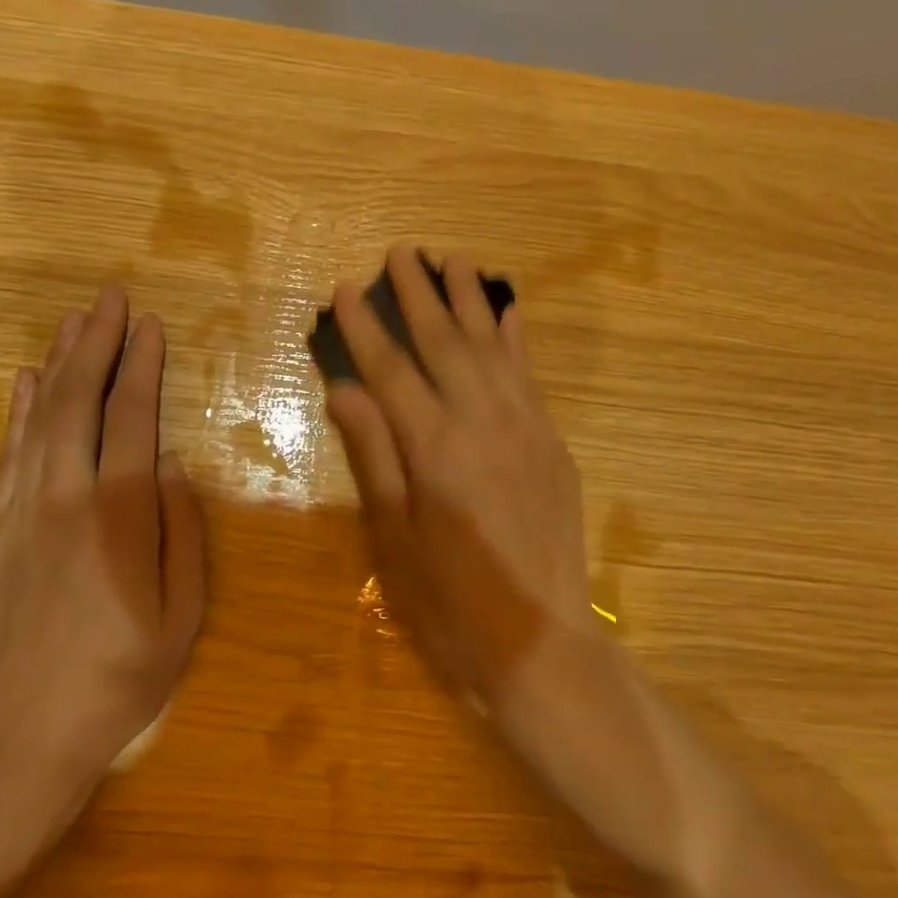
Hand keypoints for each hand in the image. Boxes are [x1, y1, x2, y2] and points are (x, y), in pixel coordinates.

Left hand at [0, 287, 205, 879]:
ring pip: (38, 421)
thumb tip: (173, 468)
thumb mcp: (184, 614)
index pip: (130, 421)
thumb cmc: (122, 678)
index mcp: (119, 519)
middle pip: (78, 404)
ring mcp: (16, 515)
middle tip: (109, 298)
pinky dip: (18, 413)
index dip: (140, 368)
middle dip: (96, 345)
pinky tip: (27, 383)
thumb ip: (182, 533)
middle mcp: (63, 501)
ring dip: (58, 365)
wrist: (25, 739)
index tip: (149, 326)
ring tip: (73, 322)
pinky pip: (5, 458)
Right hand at [326, 247, 681, 873]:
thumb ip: (374, 455)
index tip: (347, 288)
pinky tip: (506, 311)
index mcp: (435, 449)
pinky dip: (515, 338)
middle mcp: (483, 424)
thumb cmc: (451, 604)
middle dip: (418, 294)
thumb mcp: (395, 538)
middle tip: (400, 252)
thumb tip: (345, 389)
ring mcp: (526, 429)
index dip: (366, 327)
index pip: (391, 370)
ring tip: (451, 259)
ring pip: (492, 347)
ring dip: (469, 300)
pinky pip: (530, 375)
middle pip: (444, 343)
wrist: (542, 644)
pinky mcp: (552, 444)